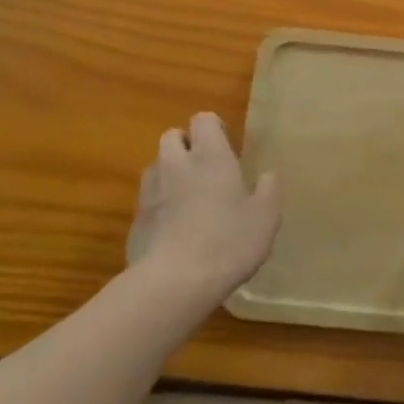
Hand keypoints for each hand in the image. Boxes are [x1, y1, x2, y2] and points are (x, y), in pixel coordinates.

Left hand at [127, 112, 279, 306]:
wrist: (173, 283)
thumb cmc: (227, 242)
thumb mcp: (265, 218)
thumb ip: (268, 191)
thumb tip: (266, 176)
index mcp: (210, 156)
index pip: (203, 120)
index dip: (213, 128)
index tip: (227, 146)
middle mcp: (175, 164)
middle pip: (172, 136)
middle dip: (186, 145)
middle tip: (206, 168)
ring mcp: (150, 192)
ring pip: (156, 167)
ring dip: (170, 173)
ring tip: (188, 198)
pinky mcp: (135, 220)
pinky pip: (147, 200)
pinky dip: (159, 205)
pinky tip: (173, 230)